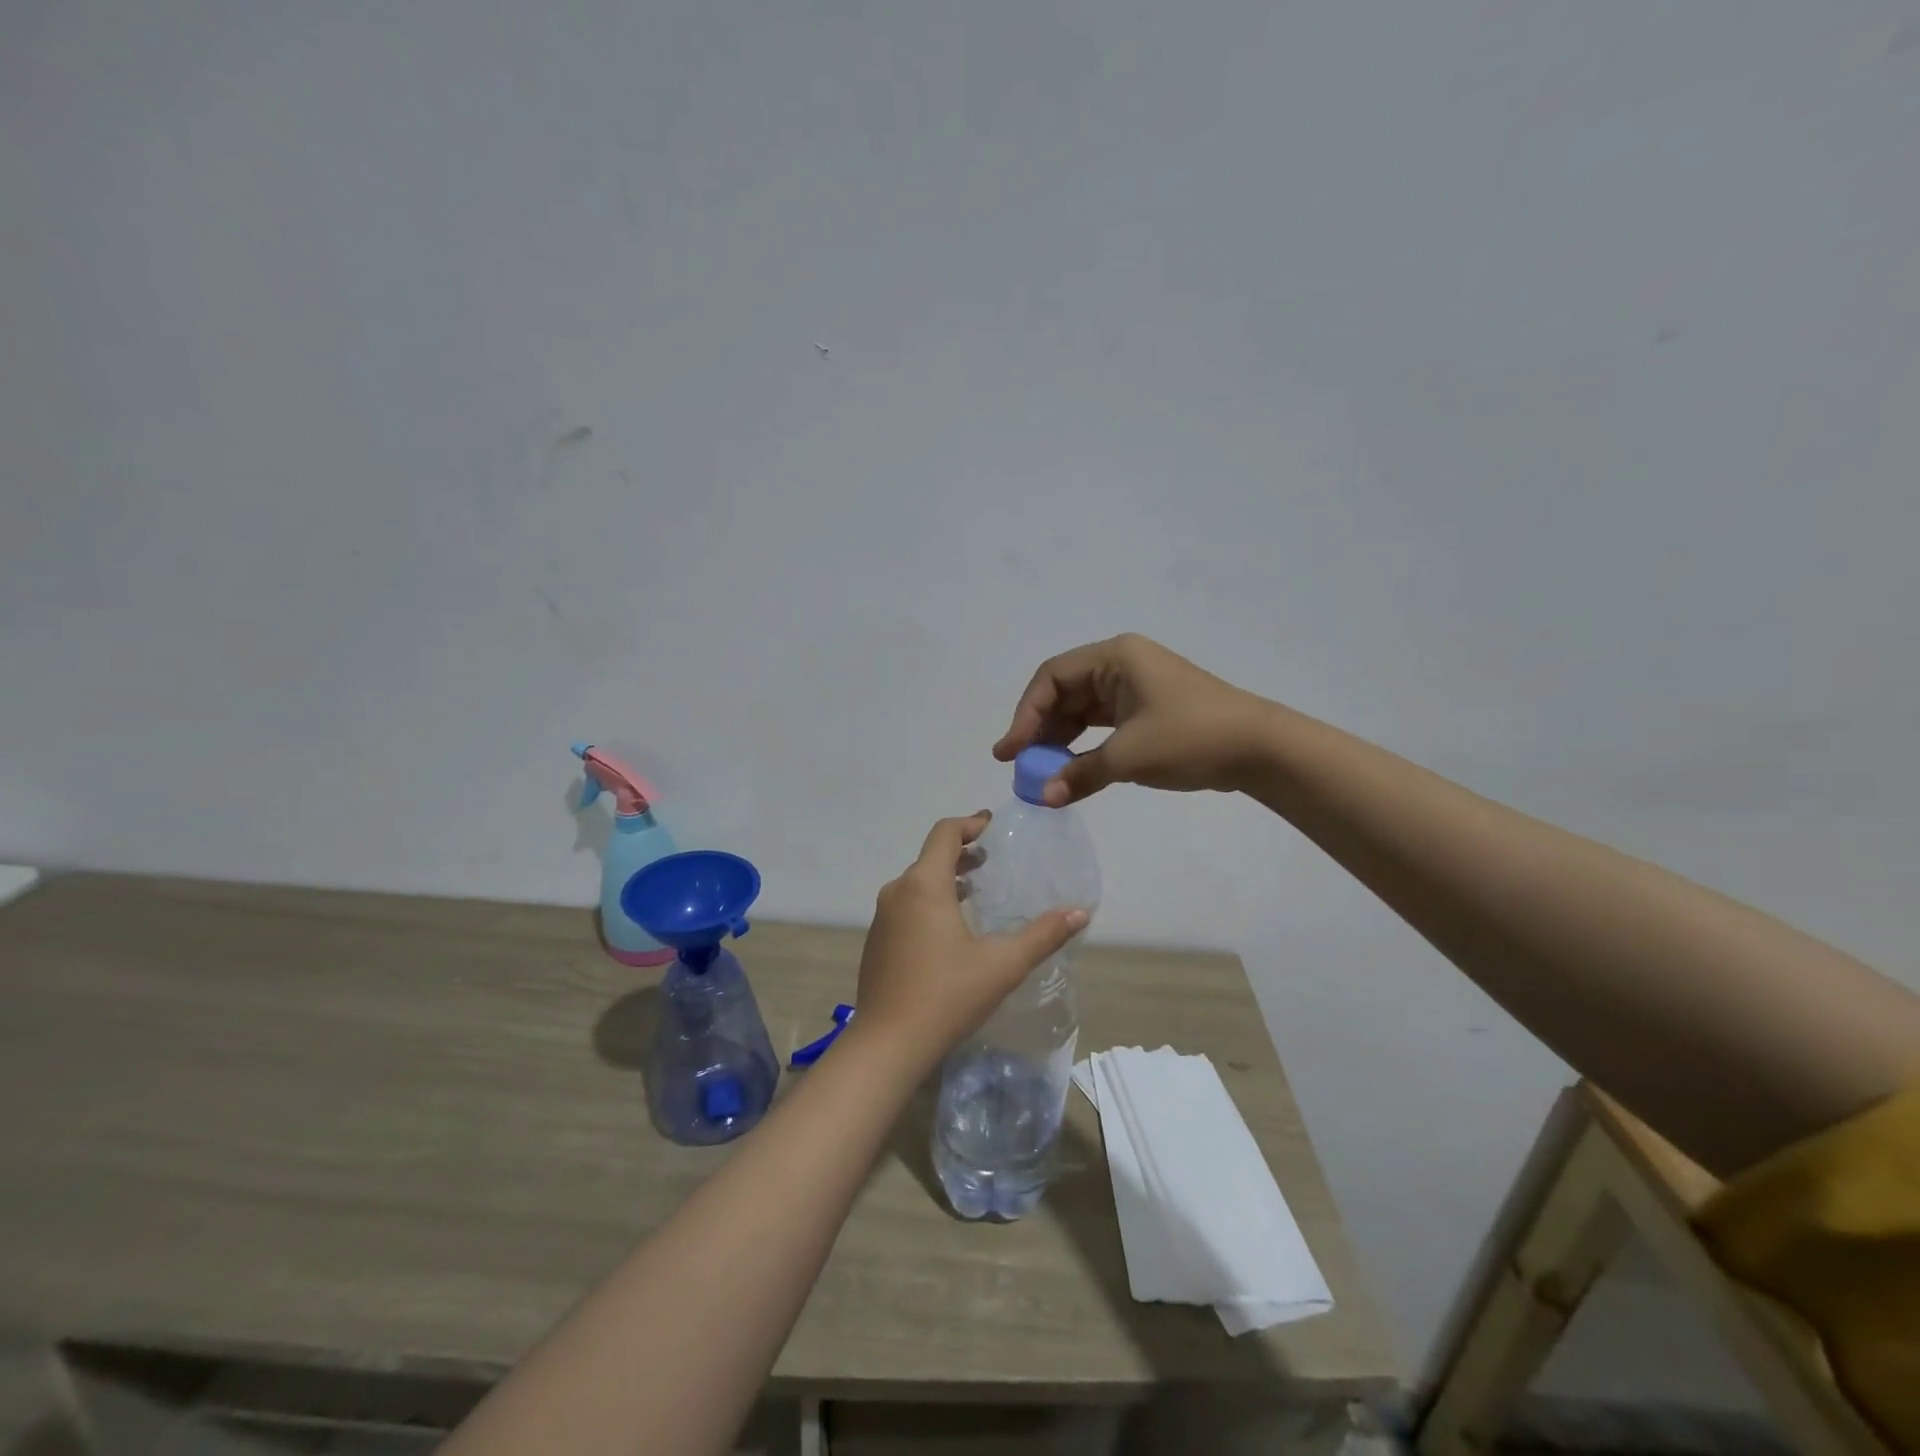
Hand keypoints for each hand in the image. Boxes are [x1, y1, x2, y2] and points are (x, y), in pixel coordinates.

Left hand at [848, 812, 1087, 1077]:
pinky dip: (930, 902)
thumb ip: (1043, 935)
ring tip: (976, 890)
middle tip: (991, 860)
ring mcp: (882, 918)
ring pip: (916, 883)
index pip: (944, 834)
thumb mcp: (1003, 965)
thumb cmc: (947, 996)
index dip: (970, 824)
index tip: (992, 826)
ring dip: (946, 879)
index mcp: (924, 885)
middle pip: (930, 857)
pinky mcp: (876, 942)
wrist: (887, 1045)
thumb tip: (1080, 912)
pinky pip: (906, 906)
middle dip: (961, 853)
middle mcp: (897, 892)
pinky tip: (950, 930)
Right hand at [993, 633, 1274, 805]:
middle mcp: (1121, 664)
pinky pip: (1102, 723)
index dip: (1025, 714)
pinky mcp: (1147, 709)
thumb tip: (1043, 797)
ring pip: (1082, 709)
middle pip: (1064, 691)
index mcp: (1115, 657)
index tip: (1011, 752)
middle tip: (1020, 764)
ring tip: (1041, 770)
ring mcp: (1135, 686)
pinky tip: (1071, 768)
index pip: (1052, 678)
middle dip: (1040, 728)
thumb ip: (1080, 774)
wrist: (1260, 748)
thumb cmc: (1191, 737)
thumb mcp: (1129, 756)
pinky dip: (1084, 745)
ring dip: (1060, 739)